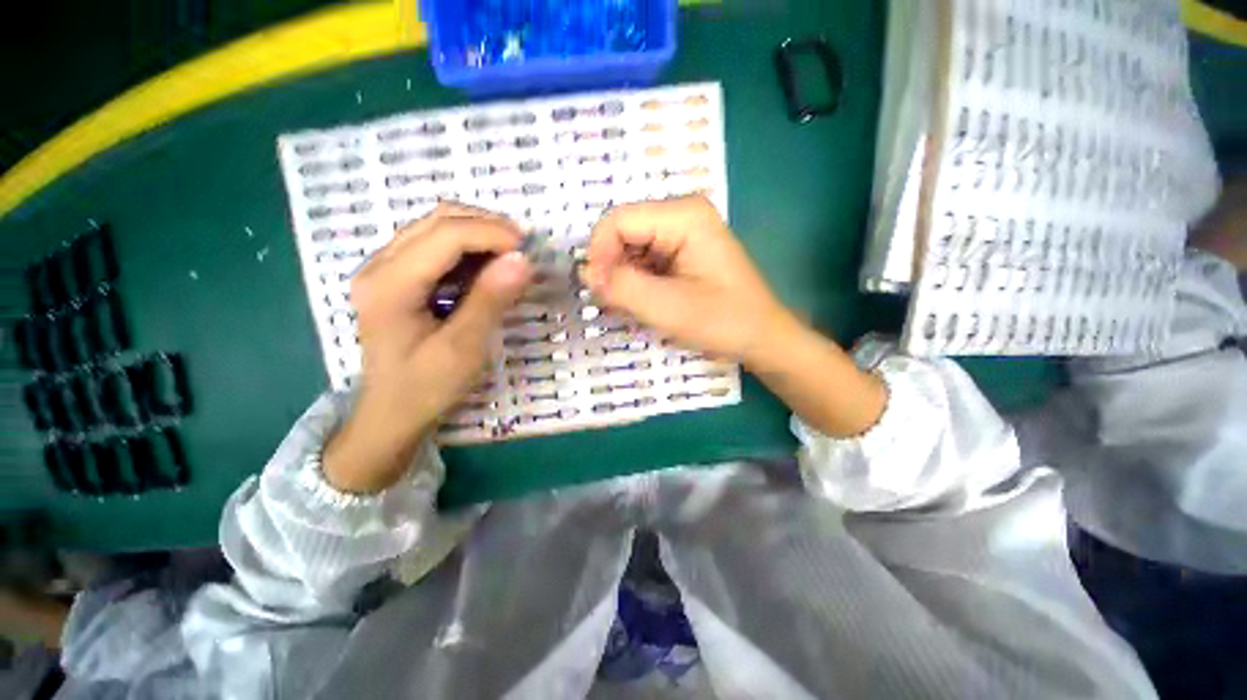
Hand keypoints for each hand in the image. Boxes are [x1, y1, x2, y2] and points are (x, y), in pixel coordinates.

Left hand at [323, 204, 531, 492]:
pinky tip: (487, 268)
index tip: (529, 250)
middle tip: (523, 250)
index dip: (492, 233)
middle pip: (438, 220)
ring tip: (511, 257)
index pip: (446, 235)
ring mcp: (384, 268)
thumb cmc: (426, 388)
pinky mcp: (396, 276)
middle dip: (487, 227)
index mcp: (390, 284)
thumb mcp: (464, 349)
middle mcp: (379, 265)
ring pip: (437, 227)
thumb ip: (491, 301)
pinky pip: (435, 245)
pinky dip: (468, 248)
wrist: (392, 414)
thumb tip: (523, 260)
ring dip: (479, 234)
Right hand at [581, 195, 790, 363]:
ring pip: (629, 248)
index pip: (617, 221)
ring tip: (632, 308)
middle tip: (614, 305)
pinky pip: (643, 260)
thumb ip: (623, 288)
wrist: (760, 336)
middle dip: (611, 269)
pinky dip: (634, 283)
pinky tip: (642, 304)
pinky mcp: (680, 251)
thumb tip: (585, 274)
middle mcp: (681, 214)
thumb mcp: (669, 308)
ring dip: (622, 279)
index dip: (598, 254)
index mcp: (684, 216)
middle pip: (622, 232)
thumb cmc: (723, 321)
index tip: (597, 292)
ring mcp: (681, 232)